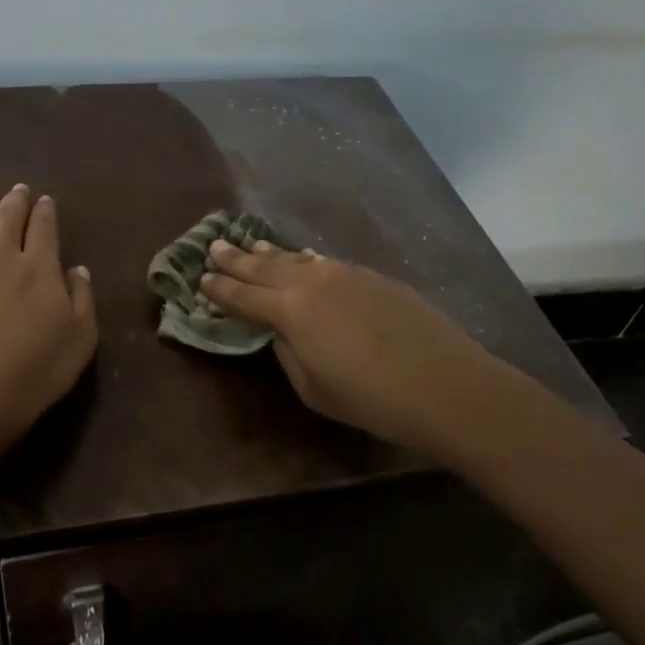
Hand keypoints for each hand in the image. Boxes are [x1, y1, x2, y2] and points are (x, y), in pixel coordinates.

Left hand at [0, 185, 97, 441]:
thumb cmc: (37, 370)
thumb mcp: (80, 337)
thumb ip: (81, 297)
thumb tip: (76, 268)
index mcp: (38, 268)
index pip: (43, 228)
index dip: (45, 212)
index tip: (46, 201)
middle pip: (6, 220)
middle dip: (14, 202)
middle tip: (18, 191)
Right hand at [201, 241, 500, 452]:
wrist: (443, 384)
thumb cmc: (370, 398)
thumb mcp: (313, 388)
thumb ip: (288, 351)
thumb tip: (281, 331)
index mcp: (290, 309)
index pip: (242, 296)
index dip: (219, 289)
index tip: (200, 279)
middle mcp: (313, 281)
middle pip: (265, 267)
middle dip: (237, 259)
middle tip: (214, 246)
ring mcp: (346, 273)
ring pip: (298, 259)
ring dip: (271, 254)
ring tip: (253, 246)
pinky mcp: (374, 277)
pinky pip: (328, 264)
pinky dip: (308, 261)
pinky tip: (306, 259)